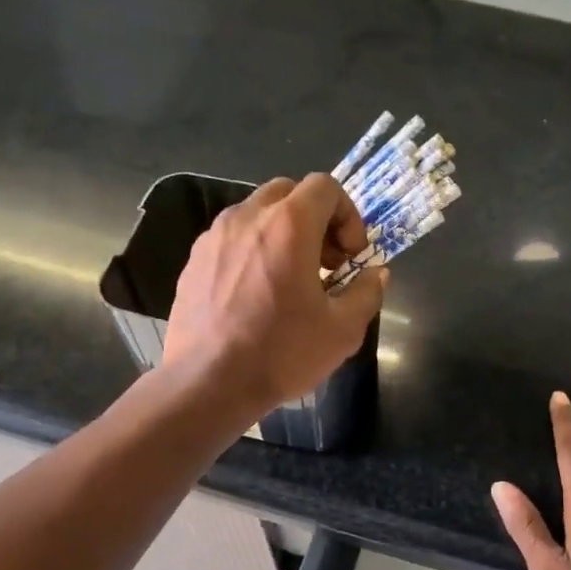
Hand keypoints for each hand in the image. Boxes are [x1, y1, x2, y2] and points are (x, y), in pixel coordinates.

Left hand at [162, 173, 386, 417]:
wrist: (208, 383)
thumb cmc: (282, 353)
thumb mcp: (343, 331)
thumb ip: (367, 293)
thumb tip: (376, 274)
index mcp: (288, 225)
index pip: (325, 186)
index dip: (348, 215)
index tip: (351, 256)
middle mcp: (248, 217)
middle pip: (289, 192)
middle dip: (316, 220)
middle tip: (326, 264)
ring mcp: (214, 237)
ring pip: (257, 214)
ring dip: (283, 234)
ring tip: (290, 281)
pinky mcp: (194, 260)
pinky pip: (232, 239)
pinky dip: (253, 251)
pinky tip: (257, 296)